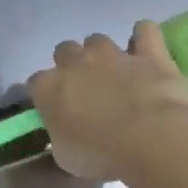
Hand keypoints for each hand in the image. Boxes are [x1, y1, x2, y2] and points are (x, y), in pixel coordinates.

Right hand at [28, 21, 187, 180]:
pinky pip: (145, 32)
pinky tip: (145, 47)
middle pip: (63, 50)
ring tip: (114, 72)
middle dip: (71, 65)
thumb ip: (60, 136)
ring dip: (102, 53)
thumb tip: (64, 134)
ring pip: (97, 40)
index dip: (44, 94)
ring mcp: (112, 54)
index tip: (54, 108)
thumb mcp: (65, 156)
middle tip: (85, 88)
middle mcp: (75, 63)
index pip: (35, 82)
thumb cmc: (101, 154)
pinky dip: (144, 36)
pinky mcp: (149, 53)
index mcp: (47, 87)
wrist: (151, 139)